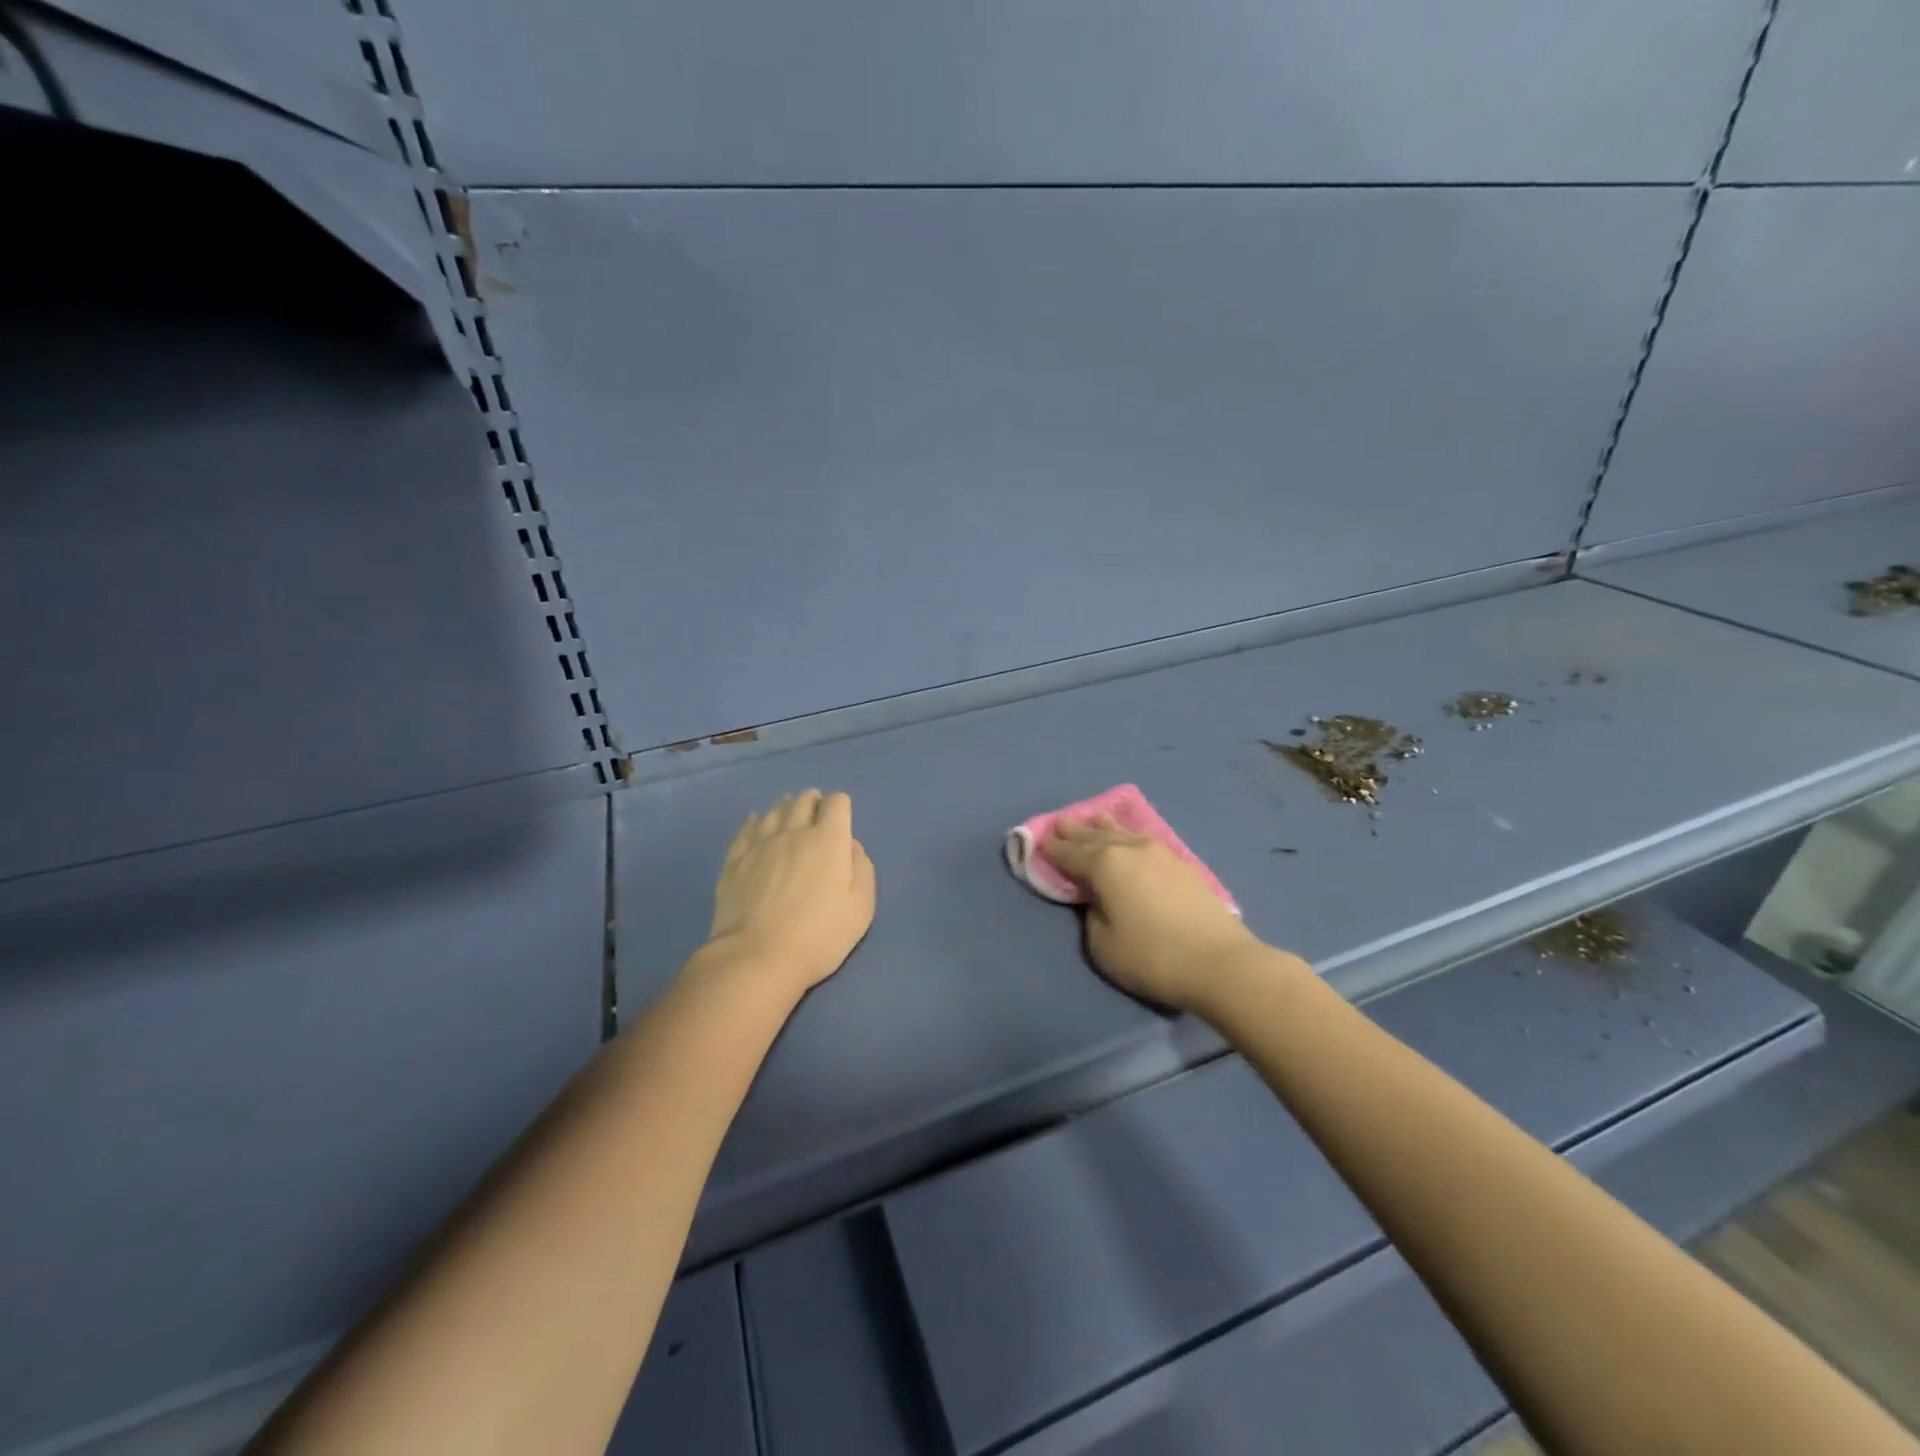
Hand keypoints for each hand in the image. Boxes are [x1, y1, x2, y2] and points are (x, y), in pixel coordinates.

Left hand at [706, 789, 875, 997]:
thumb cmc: (819, 936)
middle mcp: (794, 831)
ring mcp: (760, 843)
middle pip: (804, 799)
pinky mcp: (735, 858)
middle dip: (814, 804)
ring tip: (789, 821)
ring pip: (774, 810)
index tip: (841, 824)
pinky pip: (746, 827)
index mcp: (828, 840)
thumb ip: (861, 868)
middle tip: (817, 821)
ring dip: (786, 810)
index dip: (841, 808)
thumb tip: (850, 845)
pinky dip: (756, 822)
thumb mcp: (861, 907)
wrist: (757, 958)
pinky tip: (757, 826)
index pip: (837, 802)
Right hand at [1044, 815, 1264, 1011]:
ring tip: (1096, 820)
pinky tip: (1133, 839)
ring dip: (1106, 828)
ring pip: (1125, 833)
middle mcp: (1131, 849)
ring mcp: (1161, 853)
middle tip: (1061, 822)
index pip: (1070, 852)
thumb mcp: (1102, 945)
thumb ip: (1091, 915)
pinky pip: (1146, 841)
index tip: (1039, 840)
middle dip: (1076, 831)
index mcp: (1105, 864)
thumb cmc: (1152, 956)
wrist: (1220, 963)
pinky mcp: (1183, 865)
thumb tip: (1099, 900)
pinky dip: (1131, 837)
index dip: (1052, 848)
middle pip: (1096, 836)